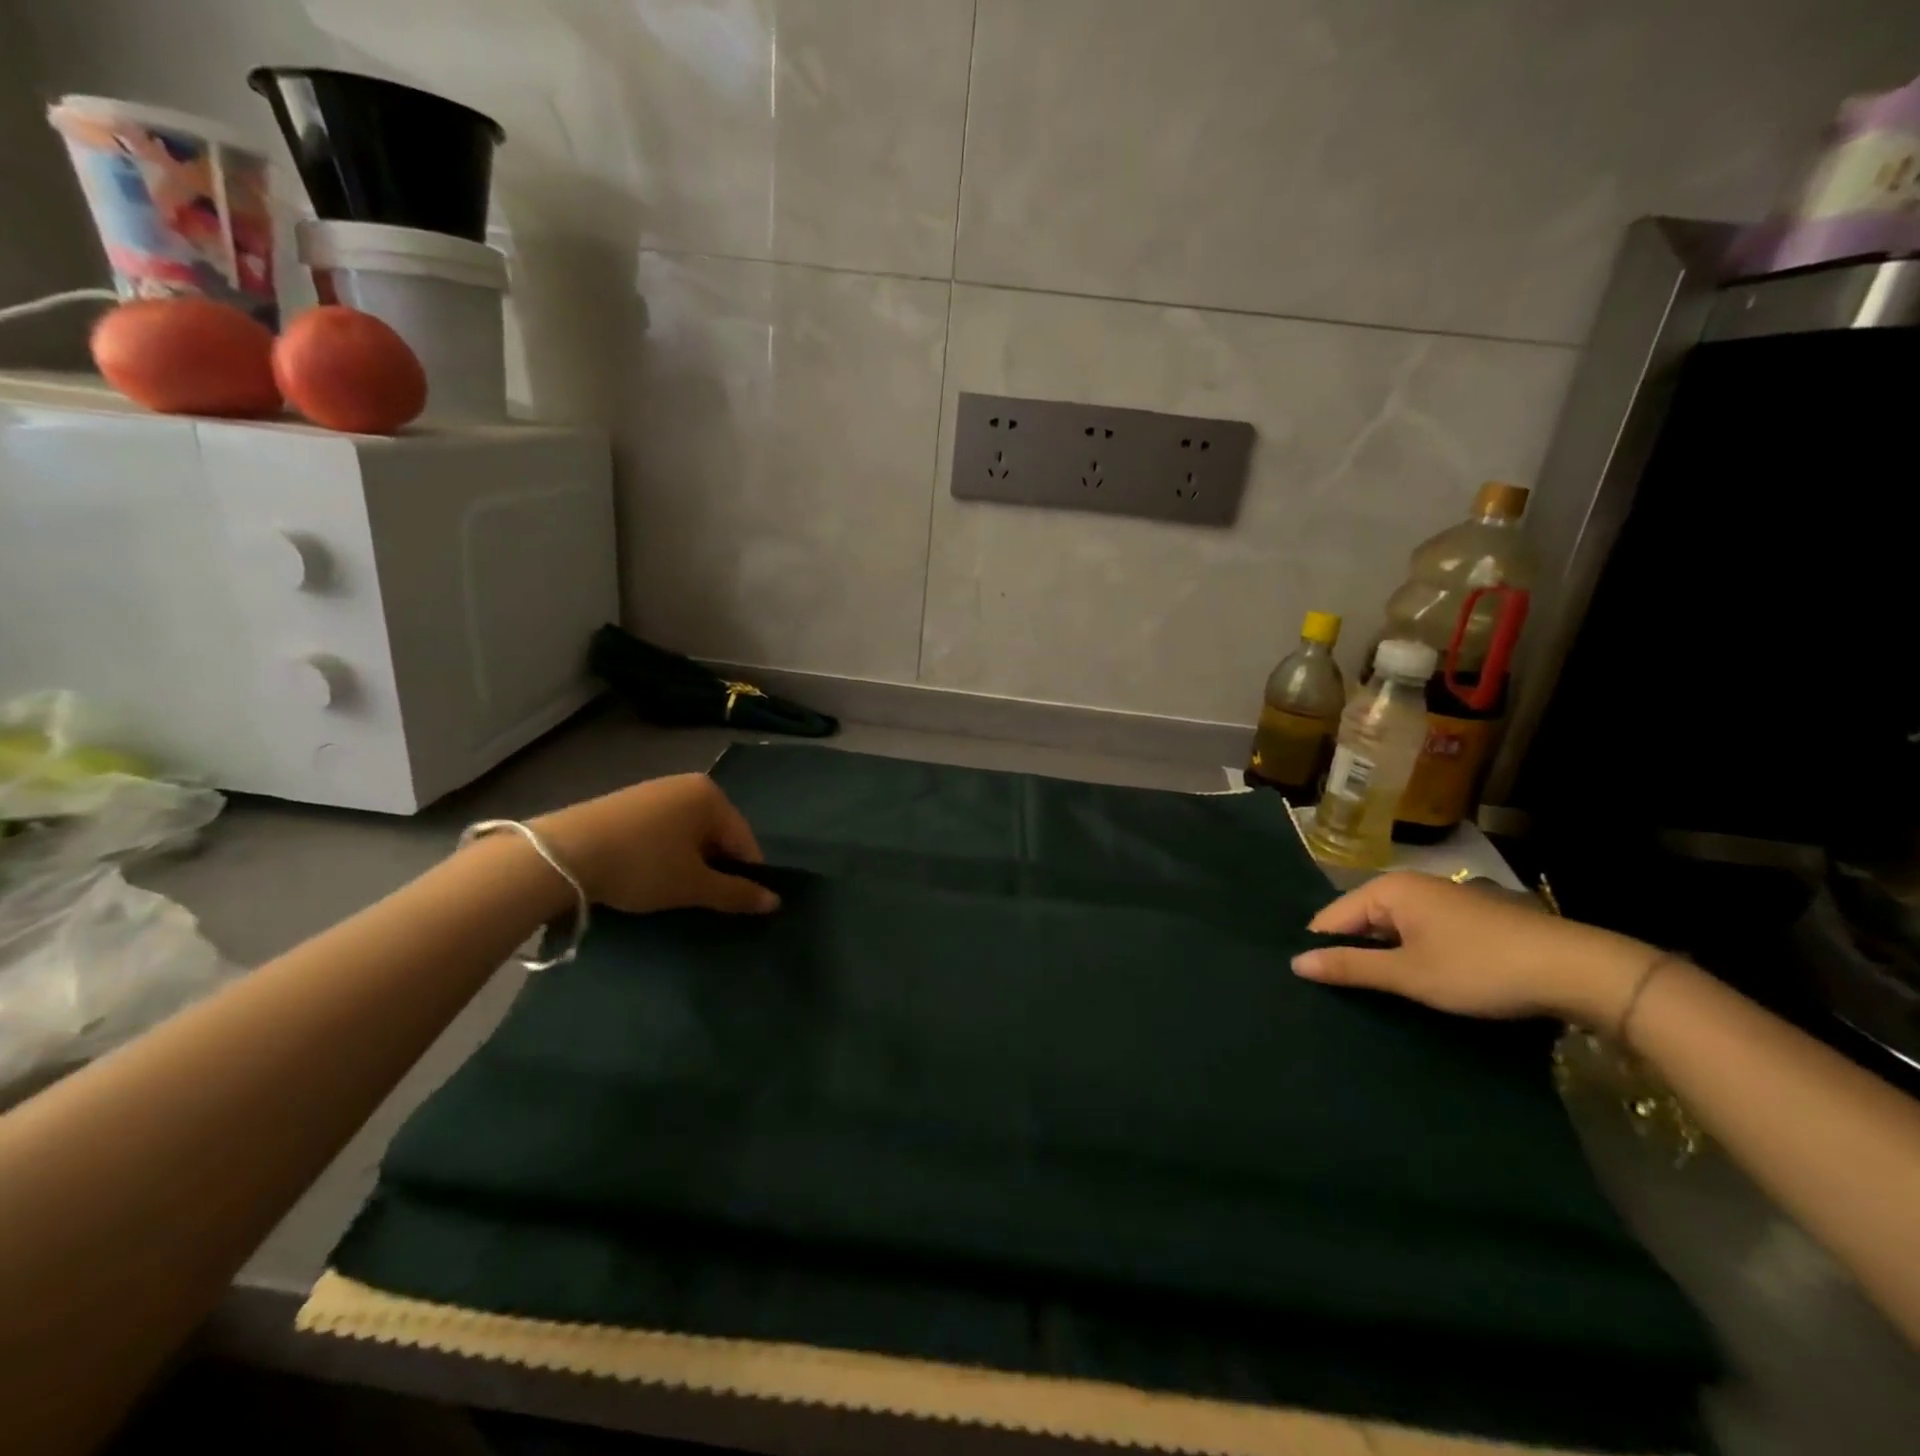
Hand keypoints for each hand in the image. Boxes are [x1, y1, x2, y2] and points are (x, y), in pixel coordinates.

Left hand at [531, 774, 778, 915]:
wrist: (561, 854)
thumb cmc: (642, 865)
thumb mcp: (693, 885)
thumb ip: (737, 893)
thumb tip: (776, 902)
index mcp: (712, 796)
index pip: (745, 841)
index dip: (745, 876)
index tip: (734, 905)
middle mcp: (687, 784)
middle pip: (717, 835)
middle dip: (714, 868)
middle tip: (699, 900)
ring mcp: (655, 790)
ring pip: (688, 835)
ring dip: (688, 862)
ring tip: (670, 890)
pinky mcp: (627, 802)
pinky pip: (662, 831)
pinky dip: (663, 853)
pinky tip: (645, 874)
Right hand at [1290, 871, 1654, 1026]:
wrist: (1578, 970)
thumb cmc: (1481, 968)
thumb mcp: (1409, 974)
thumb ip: (1350, 967)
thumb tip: (1295, 963)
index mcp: (1388, 889)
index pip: (1330, 918)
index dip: (1320, 950)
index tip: (1311, 986)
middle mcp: (1411, 886)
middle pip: (1360, 921)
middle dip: (1350, 954)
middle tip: (1338, 996)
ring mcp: (1442, 900)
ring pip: (1392, 930)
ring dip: (1382, 958)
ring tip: (1372, 994)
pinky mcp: (1468, 919)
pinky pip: (1419, 934)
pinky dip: (1410, 956)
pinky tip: (1414, 983)